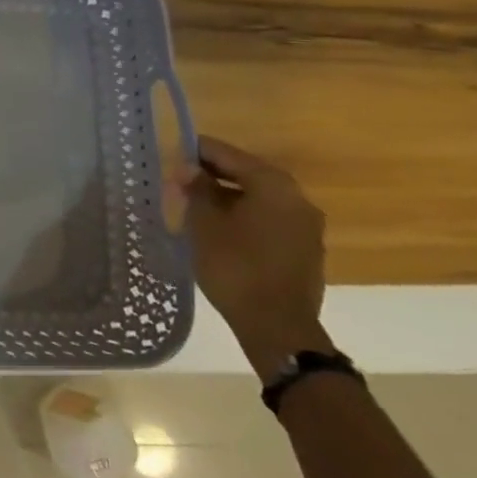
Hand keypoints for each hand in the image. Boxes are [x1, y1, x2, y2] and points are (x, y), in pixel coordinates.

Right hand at [182, 136, 330, 380]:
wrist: (277, 327)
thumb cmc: (235, 266)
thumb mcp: (205, 224)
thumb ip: (197, 190)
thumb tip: (190, 169)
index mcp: (274, 185)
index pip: (228, 154)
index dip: (197, 151)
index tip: (170, 152)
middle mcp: (297, 198)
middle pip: (248, 174)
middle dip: (213, 174)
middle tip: (179, 179)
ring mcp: (305, 226)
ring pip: (259, 198)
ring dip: (228, 196)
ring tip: (194, 204)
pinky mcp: (304, 249)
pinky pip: (268, 219)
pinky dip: (243, 216)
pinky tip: (219, 228)